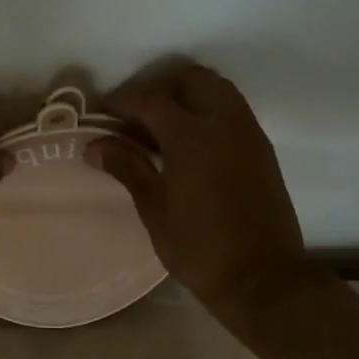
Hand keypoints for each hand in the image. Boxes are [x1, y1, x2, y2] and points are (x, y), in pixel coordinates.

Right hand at [87, 63, 305, 320]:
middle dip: (158, 89)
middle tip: (135, 116)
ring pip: (216, 88)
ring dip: (186, 95)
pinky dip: (207, 110)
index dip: (121, 102)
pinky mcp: (261, 147)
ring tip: (161, 127)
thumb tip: (94, 146)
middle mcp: (224, 122)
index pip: (150, 99)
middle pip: (189, 79)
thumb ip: (126, 167)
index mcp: (192, 136)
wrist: (265, 280)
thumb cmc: (201, 248)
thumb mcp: (154, 209)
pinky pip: (231, 109)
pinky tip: (188, 142)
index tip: (101, 114)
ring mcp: (248, 132)